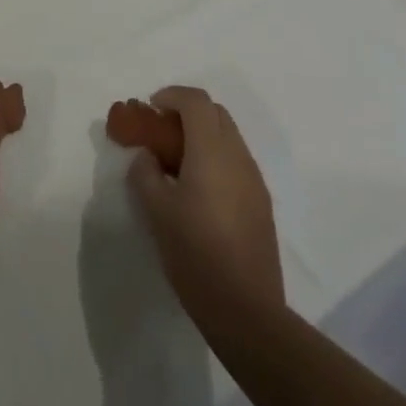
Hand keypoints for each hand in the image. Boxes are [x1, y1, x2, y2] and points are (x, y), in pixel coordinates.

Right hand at [126, 86, 284, 328]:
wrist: (246, 310)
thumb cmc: (195, 254)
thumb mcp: (156, 212)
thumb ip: (145, 174)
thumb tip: (147, 157)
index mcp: (212, 151)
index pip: (196, 101)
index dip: (171, 95)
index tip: (150, 109)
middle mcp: (238, 156)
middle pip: (215, 113)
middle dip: (187, 112)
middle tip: (161, 132)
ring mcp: (254, 180)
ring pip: (228, 137)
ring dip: (202, 135)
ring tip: (175, 162)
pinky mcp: (261, 203)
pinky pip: (236, 162)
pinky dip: (214, 157)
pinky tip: (197, 189)